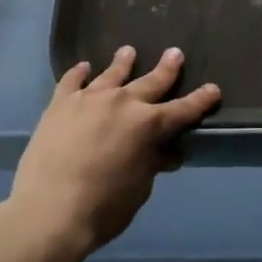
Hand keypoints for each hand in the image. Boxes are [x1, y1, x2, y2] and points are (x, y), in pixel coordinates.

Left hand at [2, 46, 220, 261]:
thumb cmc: (103, 208)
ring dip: (123, 63)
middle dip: (166, 68)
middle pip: (151, 81)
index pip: (182, 110)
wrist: (48, 210)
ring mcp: (89, 99)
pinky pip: (72, 81)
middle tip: (174, 53)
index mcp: (148, 125)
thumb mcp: (139, 189)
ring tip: (128, 51)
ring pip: (112, 74)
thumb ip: (152, 164)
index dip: (200, 100)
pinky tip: (83, 67)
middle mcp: (122, 103)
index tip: (213, 88)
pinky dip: (79, 73)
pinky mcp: (60, 103)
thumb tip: (165, 152)